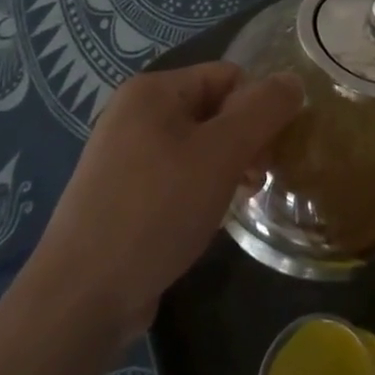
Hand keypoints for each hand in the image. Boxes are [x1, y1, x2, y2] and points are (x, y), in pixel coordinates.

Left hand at [38, 63, 301, 330]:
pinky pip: (177, 176)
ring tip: (238, 202)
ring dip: (226, 168)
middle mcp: (134, 114)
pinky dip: (200, 190)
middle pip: (214, 110)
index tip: (269, 151)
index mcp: (153, 91)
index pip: (229, 76)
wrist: (80, 298)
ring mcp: (123, 157)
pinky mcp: (122, 196)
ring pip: (198, 147)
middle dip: (244, 141)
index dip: (257, 108)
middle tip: (257, 180)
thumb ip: (264, 110)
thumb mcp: (222, 153)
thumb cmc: (156, 210)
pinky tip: (208, 220)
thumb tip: (294, 80)